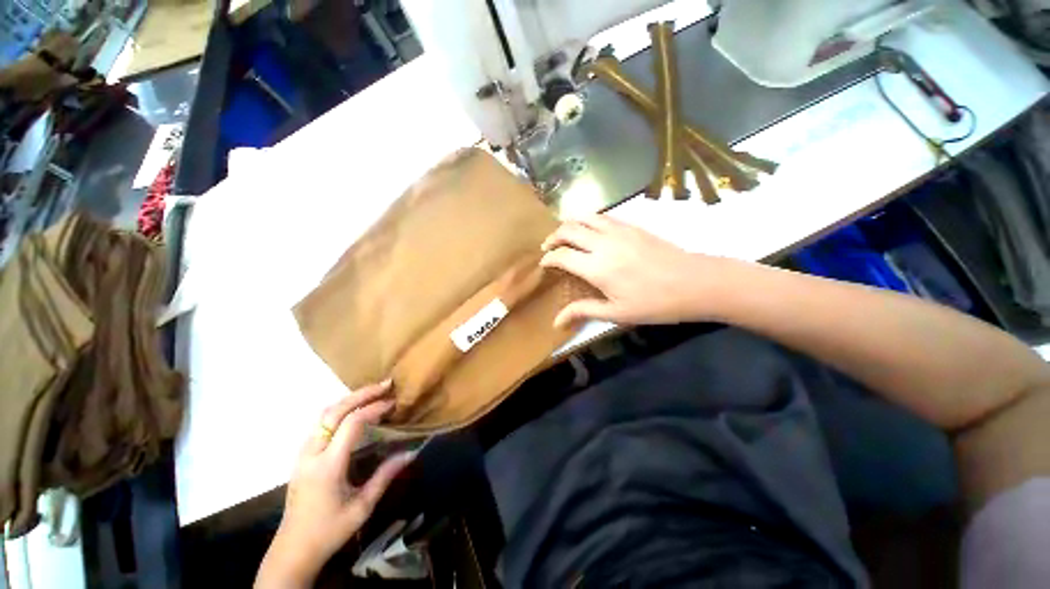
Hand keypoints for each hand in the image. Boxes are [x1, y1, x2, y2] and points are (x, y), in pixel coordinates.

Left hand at [256, 381, 414, 587]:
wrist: (293, 549)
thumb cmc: (330, 530)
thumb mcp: (363, 506)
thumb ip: (386, 476)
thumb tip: (411, 452)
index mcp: (328, 466)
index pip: (351, 424)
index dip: (374, 408)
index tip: (393, 403)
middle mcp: (311, 454)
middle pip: (333, 411)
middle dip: (361, 394)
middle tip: (385, 385)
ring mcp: (302, 453)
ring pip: (323, 414)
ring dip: (349, 399)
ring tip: (373, 393)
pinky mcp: (301, 456)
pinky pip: (320, 423)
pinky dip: (339, 410)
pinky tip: (354, 411)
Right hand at [541, 215, 731, 326]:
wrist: (694, 282)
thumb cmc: (654, 303)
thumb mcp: (616, 313)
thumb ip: (584, 311)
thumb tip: (556, 321)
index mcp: (597, 268)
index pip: (562, 256)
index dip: (549, 258)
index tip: (543, 263)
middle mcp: (603, 243)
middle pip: (568, 230)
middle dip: (553, 237)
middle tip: (548, 247)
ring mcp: (618, 231)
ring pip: (585, 217)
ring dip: (569, 223)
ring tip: (565, 235)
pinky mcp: (632, 226)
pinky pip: (602, 216)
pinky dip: (588, 220)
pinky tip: (590, 231)